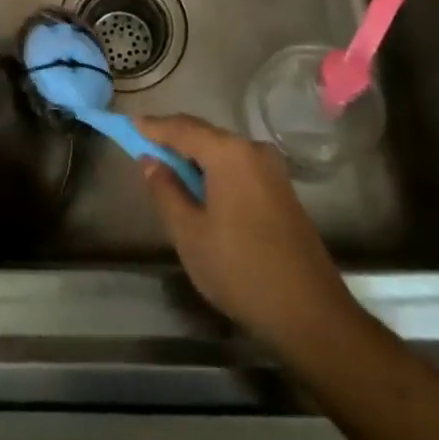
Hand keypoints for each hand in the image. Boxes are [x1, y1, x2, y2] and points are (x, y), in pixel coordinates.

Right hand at [136, 114, 353, 349]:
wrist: (311, 314)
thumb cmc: (241, 270)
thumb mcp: (189, 233)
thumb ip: (165, 191)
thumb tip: (151, 162)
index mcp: (229, 153)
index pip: (181, 128)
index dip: (152, 126)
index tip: (128, 125)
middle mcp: (253, 151)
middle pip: (204, 135)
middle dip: (173, 140)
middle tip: (144, 148)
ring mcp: (272, 171)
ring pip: (223, 152)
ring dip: (194, 158)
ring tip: (167, 171)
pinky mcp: (282, 191)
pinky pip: (239, 167)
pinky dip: (214, 171)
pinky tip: (201, 191)